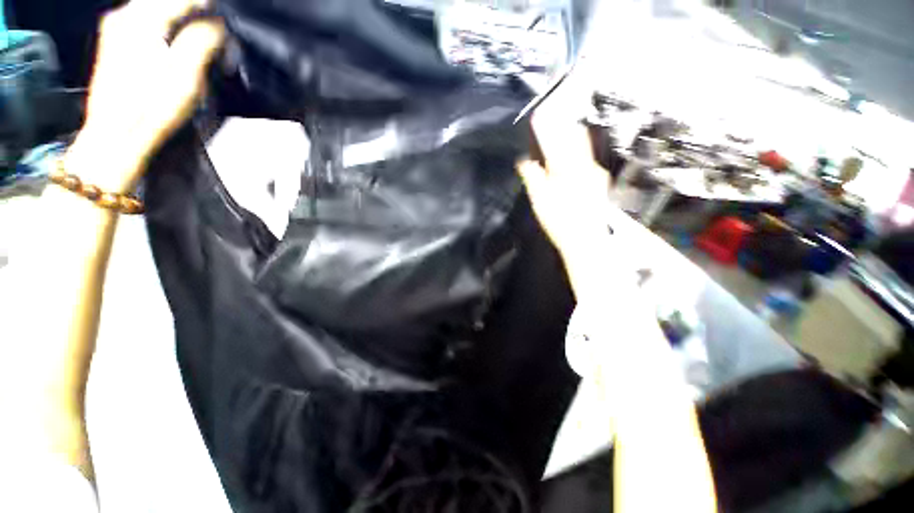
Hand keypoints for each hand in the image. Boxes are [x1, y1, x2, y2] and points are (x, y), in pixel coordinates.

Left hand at [64, 0, 224, 193]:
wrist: (113, 141)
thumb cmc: (150, 112)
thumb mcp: (185, 77)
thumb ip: (202, 41)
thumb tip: (218, 23)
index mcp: (140, 21)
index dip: (211, 9)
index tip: (227, 28)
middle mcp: (124, 17)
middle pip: (169, 1)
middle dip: (198, 14)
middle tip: (218, 40)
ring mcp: (116, 30)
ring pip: (159, 10)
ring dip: (184, 22)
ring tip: (204, 45)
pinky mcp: (116, 45)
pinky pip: (148, 23)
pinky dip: (169, 29)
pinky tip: (180, 48)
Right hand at [518, 112, 610, 264]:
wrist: (586, 239)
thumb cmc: (560, 220)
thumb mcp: (540, 199)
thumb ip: (532, 177)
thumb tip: (524, 162)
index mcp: (567, 169)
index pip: (554, 141)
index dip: (544, 128)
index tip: (538, 116)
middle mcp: (585, 166)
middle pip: (574, 138)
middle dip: (561, 130)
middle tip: (549, 130)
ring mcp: (595, 174)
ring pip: (582, 149)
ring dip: (568, 144)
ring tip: (556, 147)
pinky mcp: (599, 183)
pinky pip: (586, 161)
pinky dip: (575, 158)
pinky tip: (567, 168)